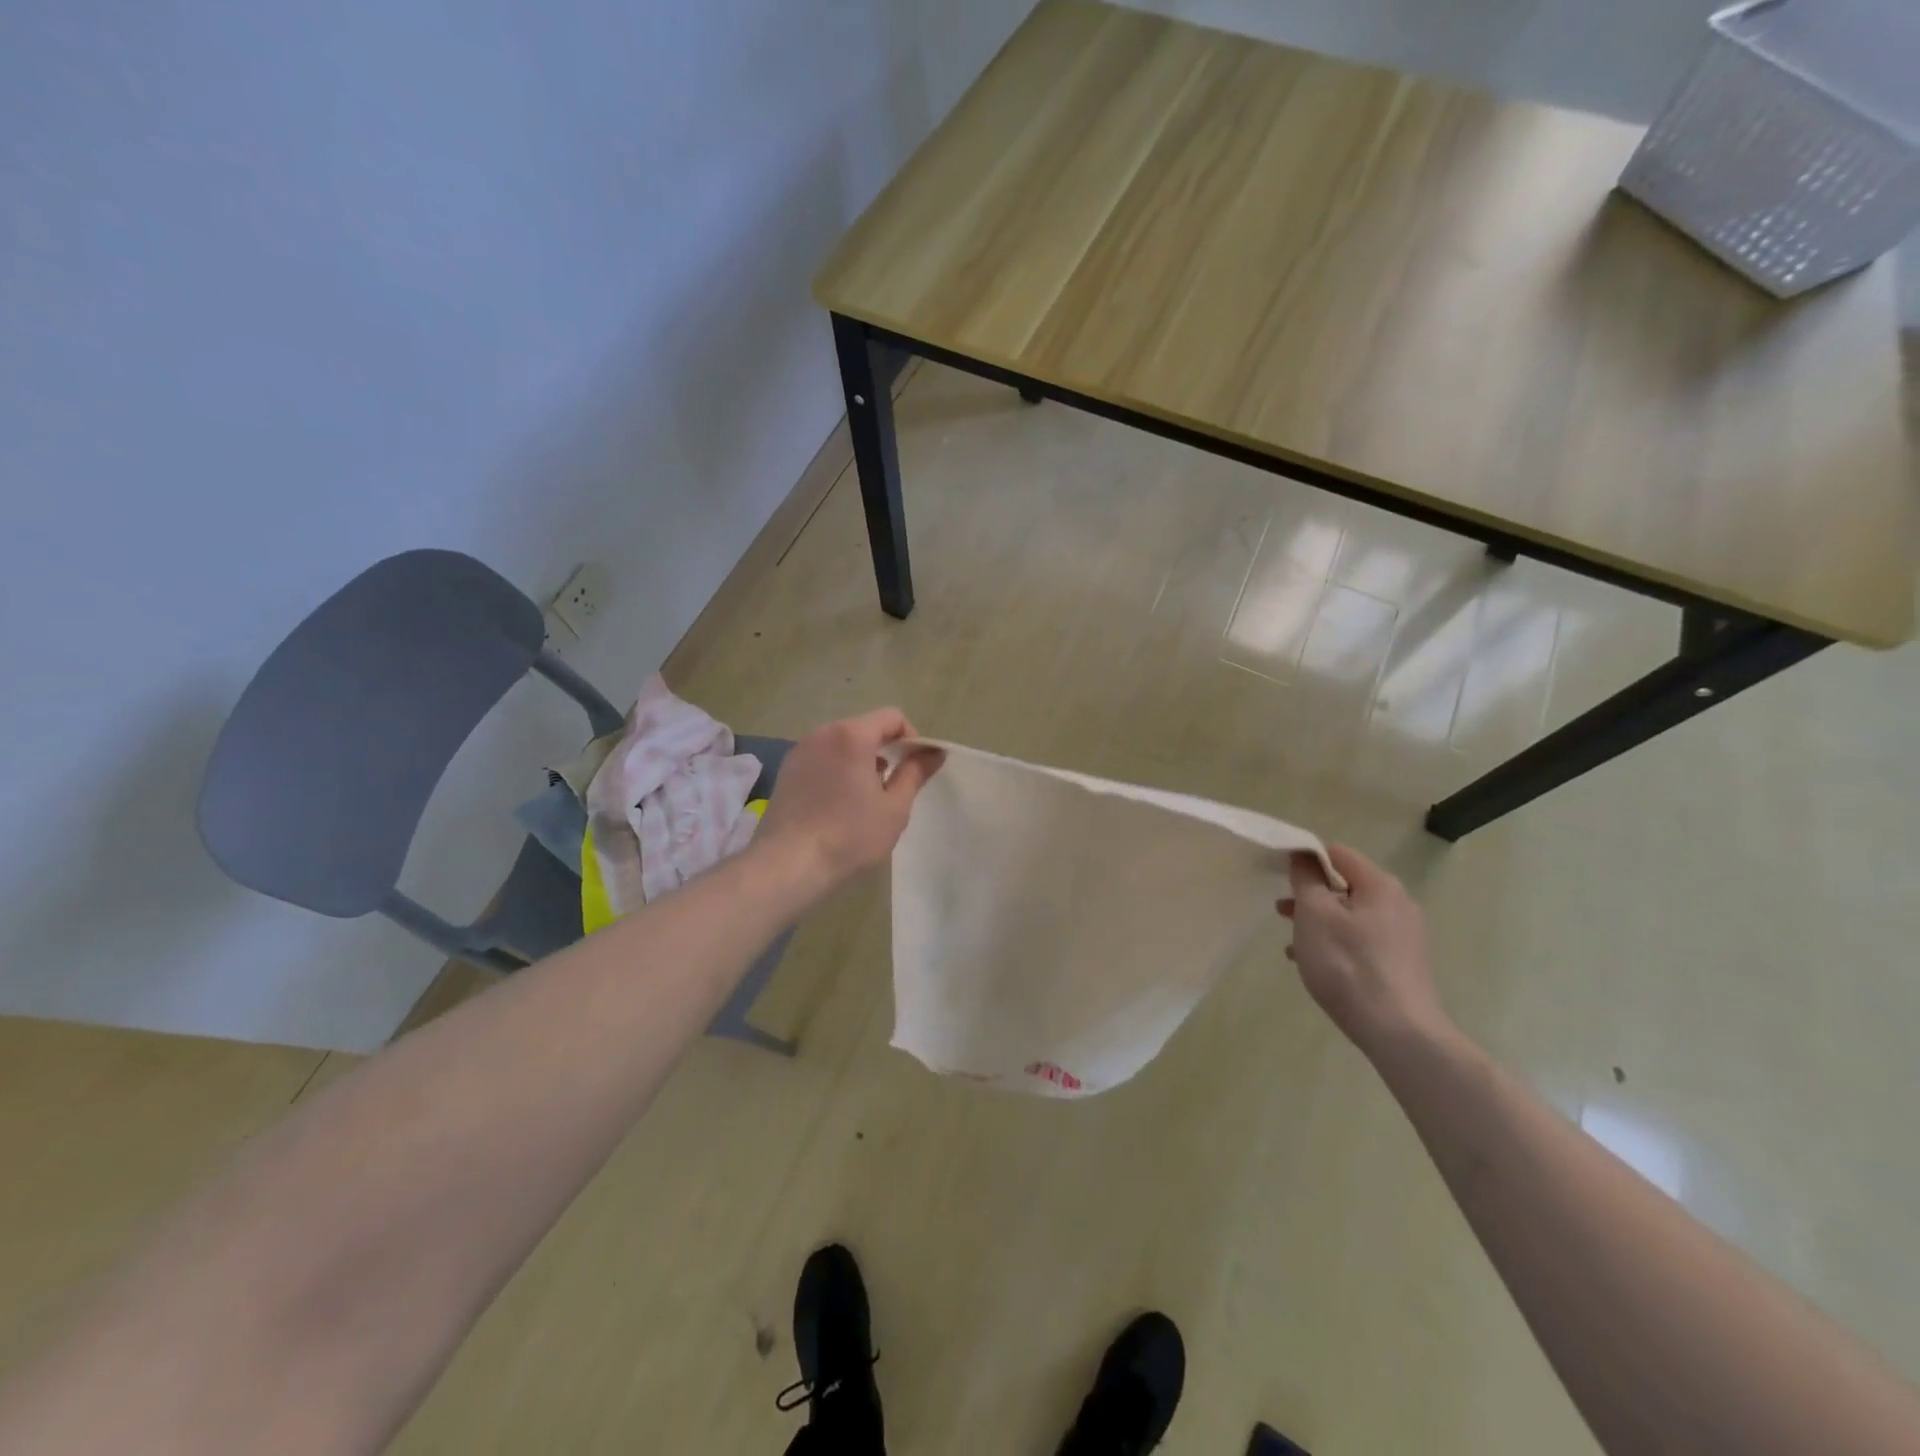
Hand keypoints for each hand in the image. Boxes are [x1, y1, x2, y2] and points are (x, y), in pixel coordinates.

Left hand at [753, 708, 941, 899]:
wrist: (789, 865)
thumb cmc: (850, 835)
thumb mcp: (894, 807)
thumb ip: (916, 773)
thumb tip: (935, 752)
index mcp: (852, 735)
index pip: (892, 717)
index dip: (911, 738)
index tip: (914, 770)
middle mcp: (823, 733)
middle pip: (865, 728)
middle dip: (885, 750)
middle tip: (892, 788)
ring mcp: (800, 751)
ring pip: (842, 744)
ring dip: (860, 761)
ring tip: (864, 799)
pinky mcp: (786, 771)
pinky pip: (822, 758)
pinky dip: (837, 770)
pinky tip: (837, 805)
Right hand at [1279, 845, 1447, 1055]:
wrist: (1399, 1033)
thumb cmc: (1348, 965)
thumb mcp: (1314, 914)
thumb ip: (1306, 878)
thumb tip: (1303, 855)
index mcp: (1380, 885)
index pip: (1336, 853)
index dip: (1305, 858)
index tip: (1279, 876)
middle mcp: (1399, 904)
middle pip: (1345, 885)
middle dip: (1310, 894)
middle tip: (1281, 910)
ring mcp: (1405, 936)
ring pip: (1351, 915)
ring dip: (1319, 921)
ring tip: (1291, 940)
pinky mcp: (1403, 963)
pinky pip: (1362, 940)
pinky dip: (1336, 943)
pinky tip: (1315, 963)